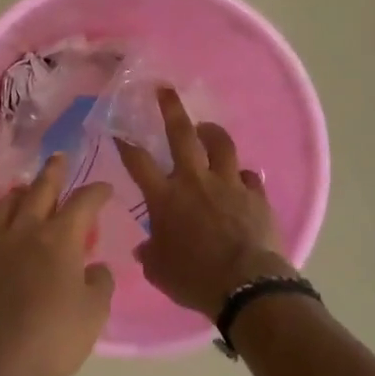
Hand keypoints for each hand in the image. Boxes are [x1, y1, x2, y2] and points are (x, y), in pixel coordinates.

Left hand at [0, 153, 114, 375]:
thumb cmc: (48, 337)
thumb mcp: (92, 316)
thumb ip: (100, 285)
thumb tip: (97, 267)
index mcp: (59, 239)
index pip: (82, 203)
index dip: (96, 192)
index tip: (105, 187)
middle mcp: (26, 230)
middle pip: (40, 190)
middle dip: (53, 172)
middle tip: (59, 158)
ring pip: (8, 203)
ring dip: (22, 190)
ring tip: (26, 187)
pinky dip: (1, 216)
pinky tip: (3, 226)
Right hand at [115, 87, 291, 320]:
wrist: (246, 285)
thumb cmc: (193, 278)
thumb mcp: (159, 271)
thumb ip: (151, 253)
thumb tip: (145, 248)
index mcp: (164, 197)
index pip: (138, 162)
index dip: (125, 144)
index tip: (118, 132)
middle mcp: (194, 181)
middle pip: (181, 134)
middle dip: (171, 109)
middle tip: (165, 90)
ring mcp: (228, 184)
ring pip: (221, 145)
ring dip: (212, 133)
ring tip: (206, 128)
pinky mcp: (256, 196)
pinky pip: (250, 177)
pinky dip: (243, 177)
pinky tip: (241, 179)